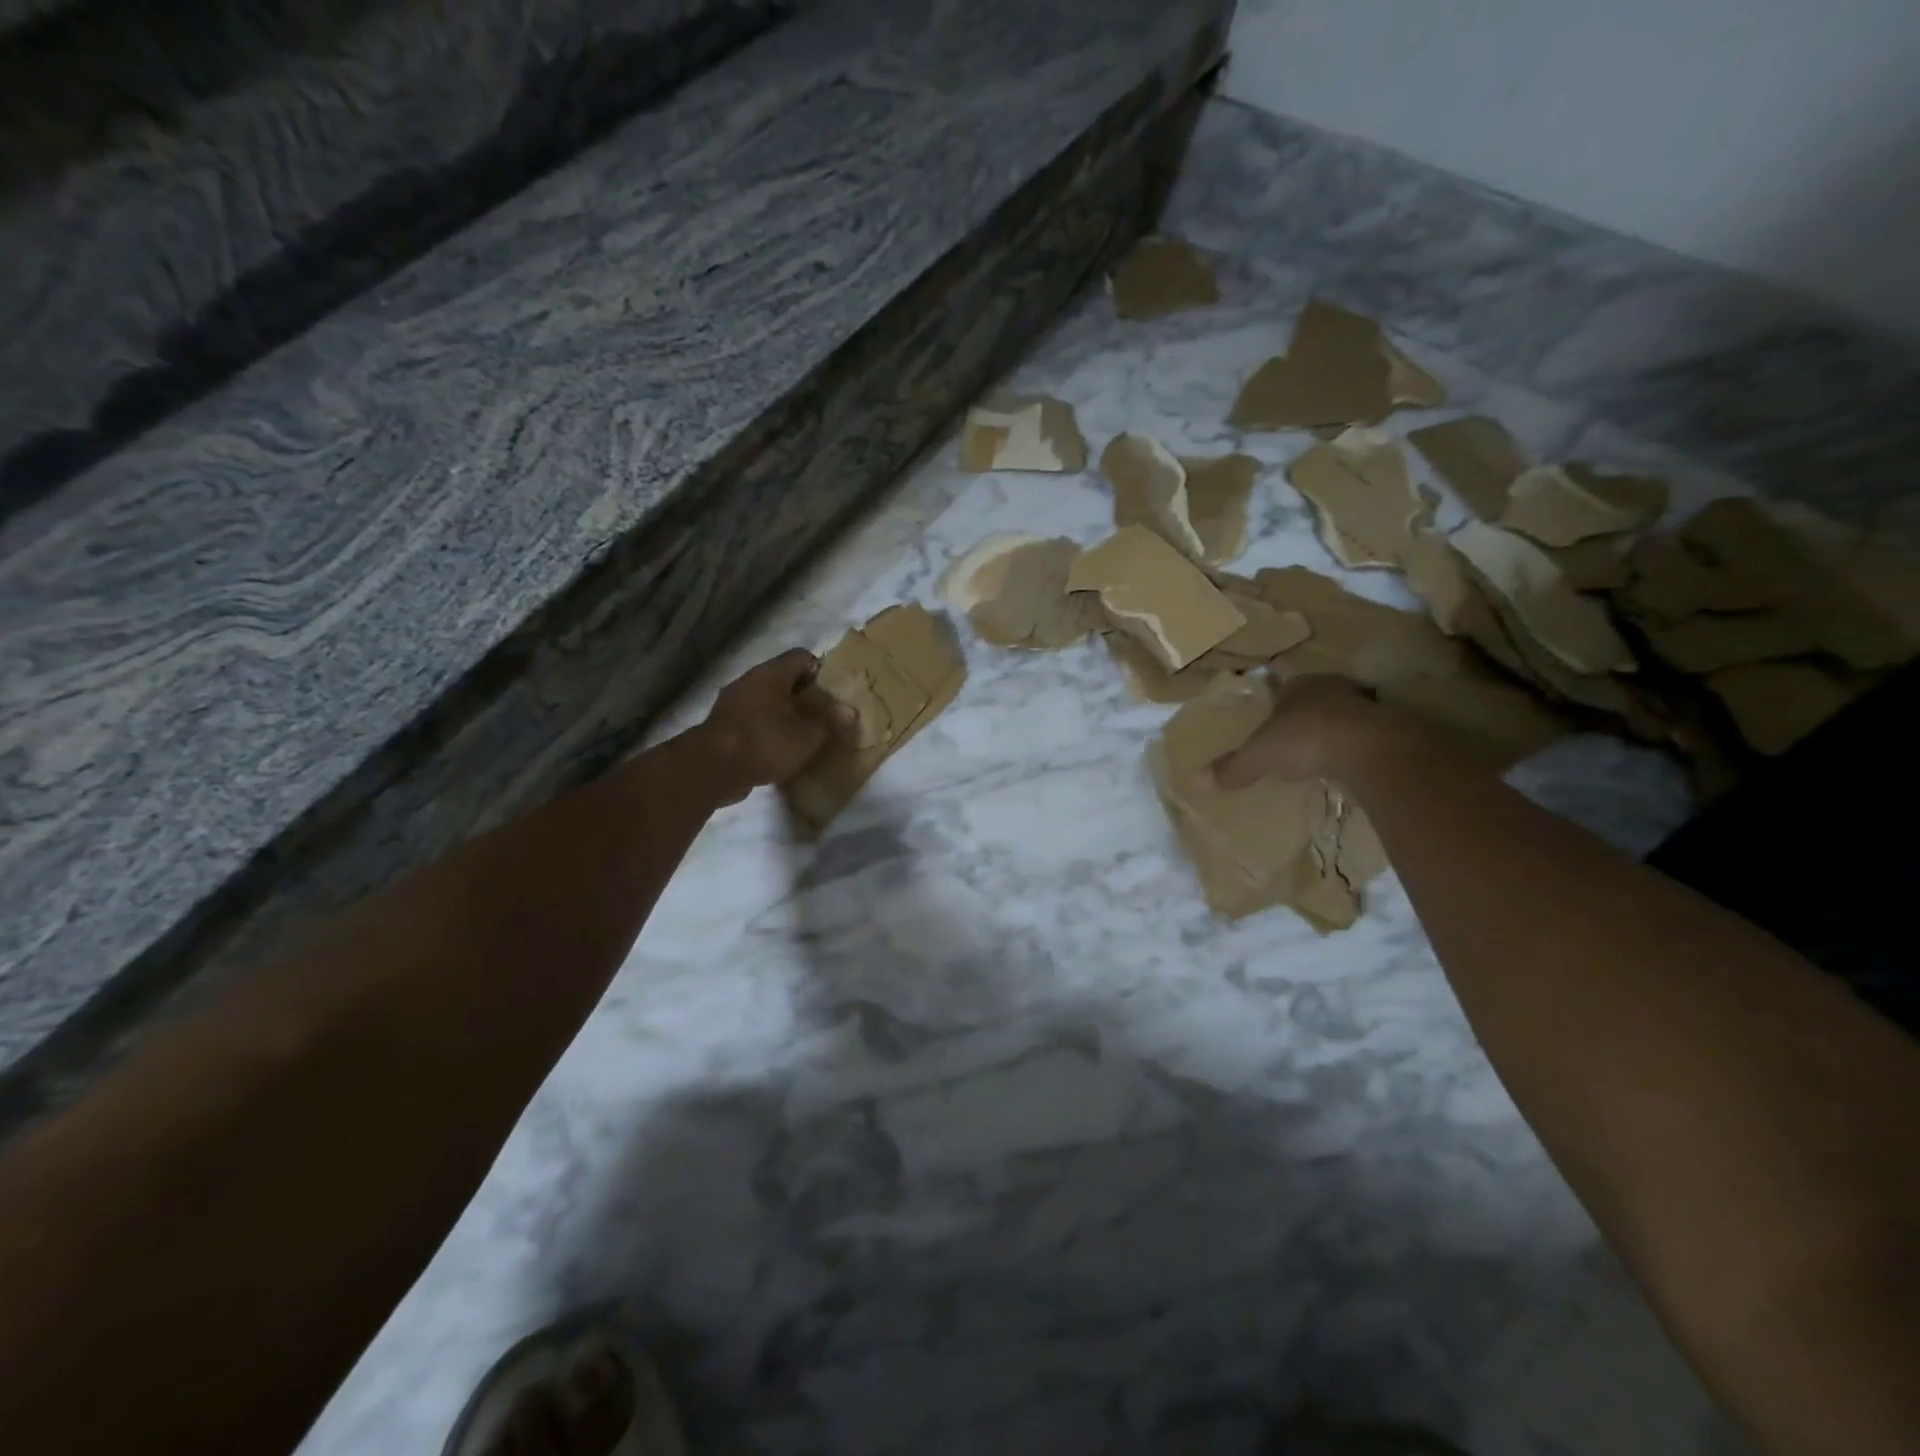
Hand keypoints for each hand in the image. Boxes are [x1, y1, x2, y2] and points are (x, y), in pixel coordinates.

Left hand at [695, 649, 851, 803]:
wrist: (712, 769)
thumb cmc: (766, 741)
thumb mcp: (808, 735)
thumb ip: (830, 721)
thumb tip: (849, 711)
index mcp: (771, 673)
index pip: (802, 657)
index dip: (821, 671)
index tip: (834, 694)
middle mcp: (750, 681)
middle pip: (784, 680)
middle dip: (805, 697)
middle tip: (824, 718)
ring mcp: (732, 704)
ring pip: (768, 703)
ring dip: (785, 717)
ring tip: (804, 737)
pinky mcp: (723, 727)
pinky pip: (754, 723)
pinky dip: (767, 733)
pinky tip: (779, 753)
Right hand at [1210, 673, 1390, 789]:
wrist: (1369, 749)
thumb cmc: (1304, 741)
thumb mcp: (1258, 757)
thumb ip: (1232, 767)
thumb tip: (1199, 780)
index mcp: (1299, 686)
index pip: (1284, 687)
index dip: (1277, 702)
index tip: (1272, 719)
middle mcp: (1332, 687)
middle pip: (1316, 697)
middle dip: (1308, 712)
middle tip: (1298, 734)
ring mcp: (1366, 704)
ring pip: (1346, 712)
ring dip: (1337, 727)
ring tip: (1326, 751)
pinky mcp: (1391, 726)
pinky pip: (1368, 733)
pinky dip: (1360, 745)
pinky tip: (1352, 764)